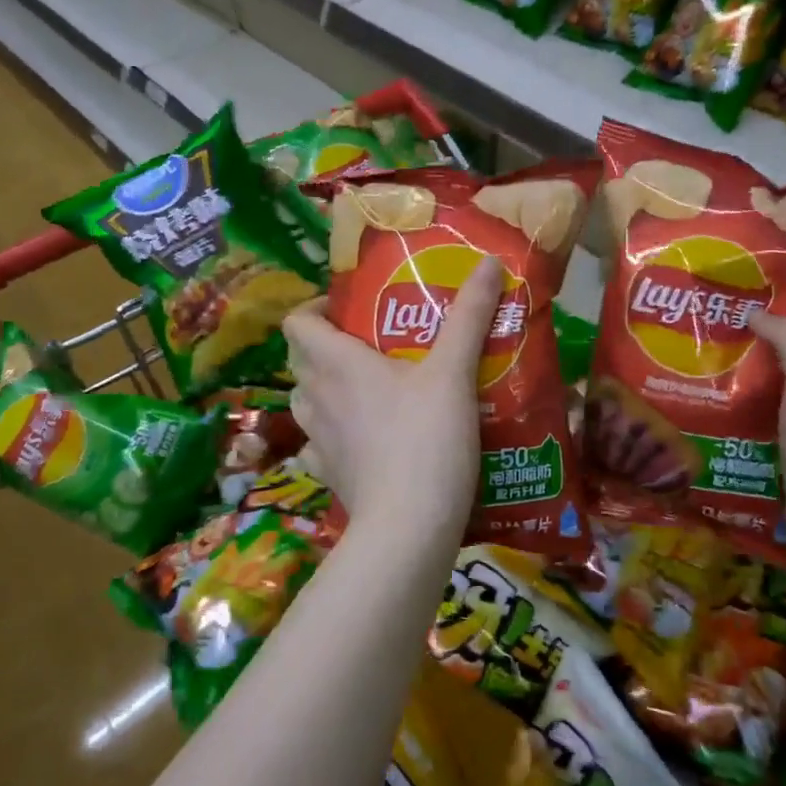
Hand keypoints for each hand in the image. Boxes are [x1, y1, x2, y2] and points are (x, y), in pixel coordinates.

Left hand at [282, 258, 504, 540]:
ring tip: (366, 389)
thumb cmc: (427, 438)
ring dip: (326, 389)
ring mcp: (317, 440)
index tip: (347, 310)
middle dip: (326, 346)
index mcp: (336, 362)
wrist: (409, 525)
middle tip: (369, 345)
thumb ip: (469, 315)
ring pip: (307, 401)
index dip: (314, 309)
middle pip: (301, 359)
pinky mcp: (328, 475)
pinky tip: (362, 439)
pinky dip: (334, 434)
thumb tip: (488, 261)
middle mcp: (316, 396)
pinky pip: (319, 444)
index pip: (297, 322)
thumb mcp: (454, 372)